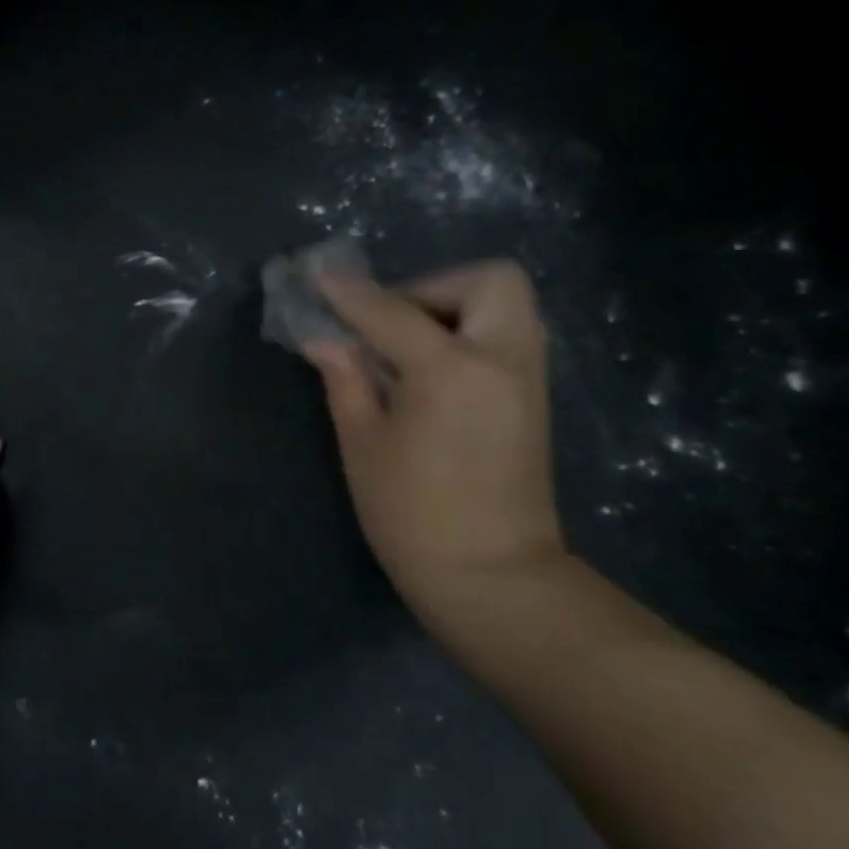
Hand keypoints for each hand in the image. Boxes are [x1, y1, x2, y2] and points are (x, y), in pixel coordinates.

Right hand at [301, 258, 567, 611]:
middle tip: (386, 322)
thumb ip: (346, 380)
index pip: (390, 311)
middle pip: (487, 280)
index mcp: (452, 371)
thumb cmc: (411, 514)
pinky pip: (506, 335)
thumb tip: (324, 340)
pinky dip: (467, 332)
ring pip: (505, 305)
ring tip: (402, 346)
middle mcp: (502, 359)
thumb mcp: (363, 444)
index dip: (348, 292)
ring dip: (452, 307)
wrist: (491, 575)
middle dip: (431, 286)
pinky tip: (427, 369)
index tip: (315, 273)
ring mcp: (527, 377)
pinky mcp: (532, 398)